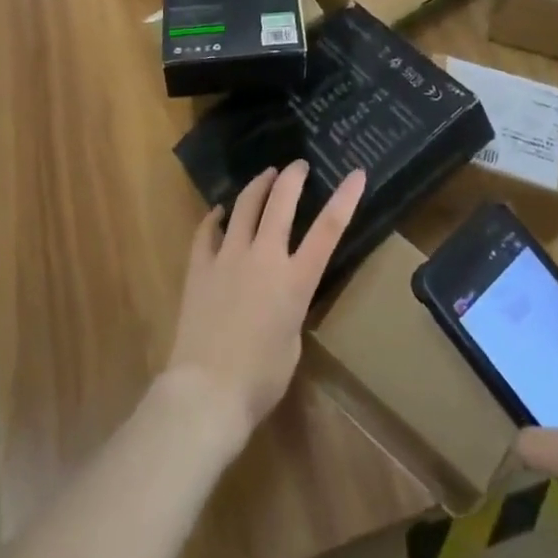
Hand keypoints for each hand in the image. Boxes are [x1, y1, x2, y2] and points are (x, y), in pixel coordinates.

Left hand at [163, 161, 367, 441]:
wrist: (207, 391)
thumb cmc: (260, 379)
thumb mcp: (292, 340)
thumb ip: (290, 305)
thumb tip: (280, 293)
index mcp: (295, 280)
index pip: (328, 229)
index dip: (345, 198)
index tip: (357, 173)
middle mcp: (264, 257)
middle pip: (281, 202)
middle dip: (293, 177)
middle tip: (298, 165)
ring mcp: (229, 257)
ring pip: (245, 205)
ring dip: (258, 185)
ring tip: (265, 174)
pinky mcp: (201, 266)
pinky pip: (207, 230)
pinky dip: (216, 217)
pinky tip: (219, 211)